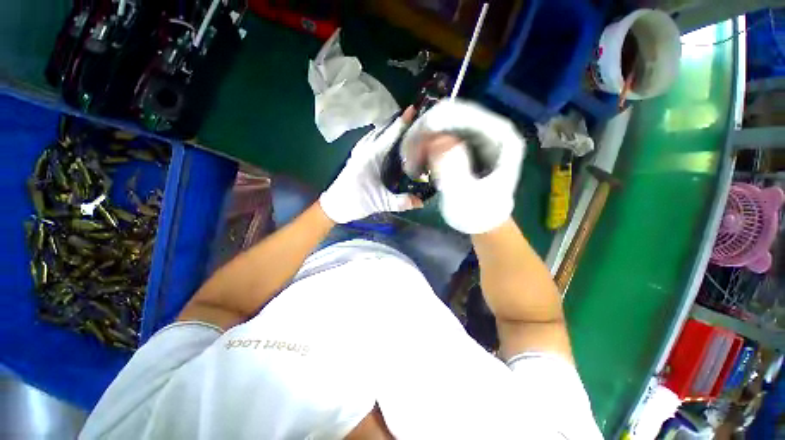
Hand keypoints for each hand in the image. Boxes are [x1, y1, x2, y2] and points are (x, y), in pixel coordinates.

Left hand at [319, 107, 422, 223]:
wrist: (334, 206)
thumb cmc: (356, 202)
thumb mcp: (381, 203)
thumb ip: (401, 202)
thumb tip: (422, 202)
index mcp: (371, 156)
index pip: (390, 134)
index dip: (402, 121)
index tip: (413, 108)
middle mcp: (364, 149)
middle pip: (382, 129)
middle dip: (397, 121)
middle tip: (414, 118)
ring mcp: (358, 152)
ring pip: (375, 133)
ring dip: (388, 127)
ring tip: (402, 127)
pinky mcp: (355, 156)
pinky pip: (370, 139)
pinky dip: (380, 135)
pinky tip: (386, 141)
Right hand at [415, 100, 525, 234]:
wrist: (483, 221)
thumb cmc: (479, 213)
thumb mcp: (466, 198)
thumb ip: (453, 171)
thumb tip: (436, 141)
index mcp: (501, 137)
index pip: (463, 114)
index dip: (433, 123)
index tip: (411, 145)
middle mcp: (489, 129)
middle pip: (450, 115)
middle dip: (423, 133)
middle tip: (407, 158)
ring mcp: (476, 136)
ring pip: (441, 124)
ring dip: (421, 141)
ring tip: (410, 164)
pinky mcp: (464, 144)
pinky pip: (439, 136)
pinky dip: (425, 147)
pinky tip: (417, 162)